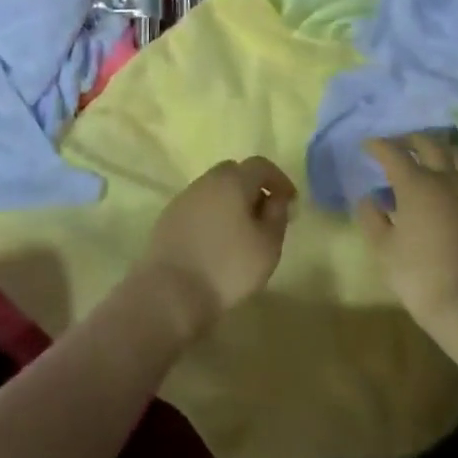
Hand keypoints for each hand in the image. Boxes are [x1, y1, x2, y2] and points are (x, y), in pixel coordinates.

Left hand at [139, 157, 295, 338]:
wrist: (170, 293)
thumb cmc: (228, 267)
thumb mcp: (267, 245)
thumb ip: (277, 215)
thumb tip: (276, 198)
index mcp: (231, 181)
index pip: (260, 165)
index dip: (278, 180)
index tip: (290, 202)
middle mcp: (205, 182)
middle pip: (233, 173)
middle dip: (252, 188)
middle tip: (264, 215)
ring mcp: (183, 199)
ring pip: (213, 190)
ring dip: (230, 202)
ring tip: (241, 231)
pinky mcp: (167, 219)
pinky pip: (197, 207)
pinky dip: (211, 216)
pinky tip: (216, 242)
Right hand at [355, 132, 457, 327]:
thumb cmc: (418, 274)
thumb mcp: (382, 247)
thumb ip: (371, 216)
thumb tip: (369, 197)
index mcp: (416, 183)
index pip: (393, 152)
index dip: (378, 146)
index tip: (367, 146)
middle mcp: (445, 178)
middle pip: (428, 143)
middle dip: (408, 139)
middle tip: (396, 145)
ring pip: (455, 154)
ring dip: (436, 149)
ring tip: (424, 156)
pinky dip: (455, 167)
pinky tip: (447, 180)